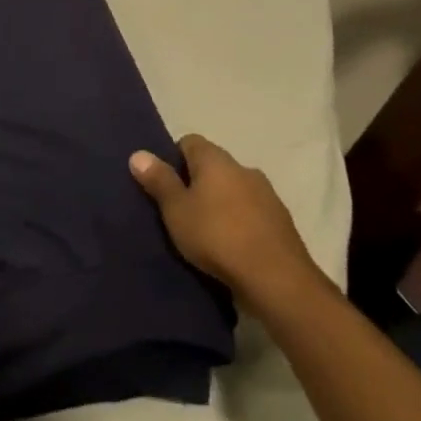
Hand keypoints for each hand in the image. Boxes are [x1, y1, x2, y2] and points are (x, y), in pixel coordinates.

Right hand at [130, 135, 325, 299]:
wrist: (277, 278)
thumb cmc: (216, 236)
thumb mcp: (176, 210)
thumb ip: (159, 181)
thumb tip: (138, 153)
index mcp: (216, 159)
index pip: (189, 141)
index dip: (173, 158)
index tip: (164, 183)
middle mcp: (243, 168)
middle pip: (213, 166)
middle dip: (197, 183)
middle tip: (180, 210)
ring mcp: (267, 194)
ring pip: (234, 190)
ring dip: (221, 203)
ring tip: (206, 232)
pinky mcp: (282, 221)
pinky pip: (252, 213)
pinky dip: (240, 222)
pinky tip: (231, 246)